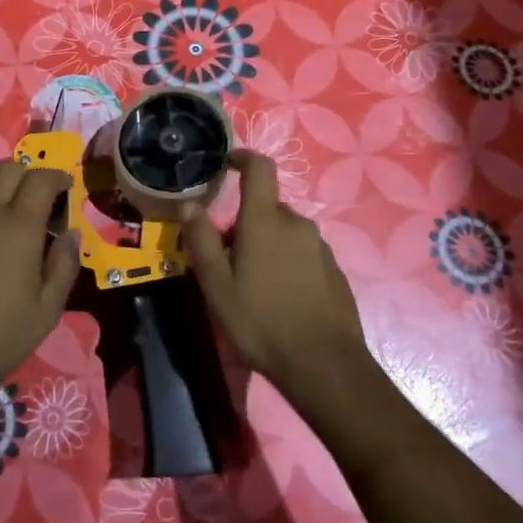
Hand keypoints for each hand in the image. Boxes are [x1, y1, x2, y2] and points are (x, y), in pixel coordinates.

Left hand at [0, 157, 80, 460]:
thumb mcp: (46, 311)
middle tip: (36, 199)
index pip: (41, 179)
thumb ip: (64, 266)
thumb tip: (71, 234)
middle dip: (28, 175)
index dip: (57, 177)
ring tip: (1, 200)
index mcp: (18, 226)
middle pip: (8, 167)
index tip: (65, 188)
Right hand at [179, 152, 371, 403]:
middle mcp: (297, 223)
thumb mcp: (217, 285)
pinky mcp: (333, 270)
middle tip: (226, 259)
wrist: (324, 365)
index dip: (242, 158)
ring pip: (284, 233)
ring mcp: (320, 247)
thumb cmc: (261, 321)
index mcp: (266, 220)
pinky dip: (286, 263)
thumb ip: (202, 240)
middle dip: (245, 223)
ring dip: (266, 245)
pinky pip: (302, 253)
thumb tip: (189, 204)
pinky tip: (279, 298)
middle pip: (267, 208)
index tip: (226, 164)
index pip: (259, 168)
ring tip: (251, 285)